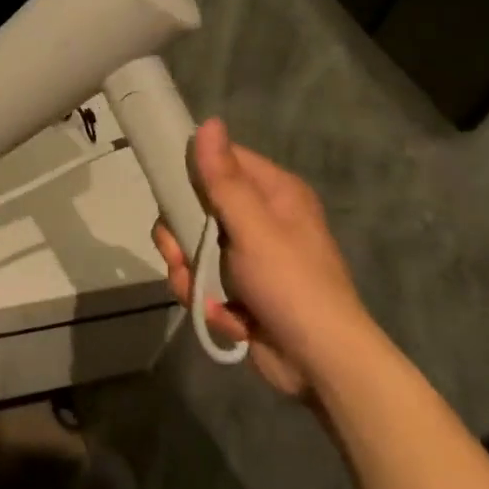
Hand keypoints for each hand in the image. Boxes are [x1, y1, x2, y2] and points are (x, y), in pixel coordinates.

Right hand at [152, 120, 372, 399]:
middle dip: (181, 238)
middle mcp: (262, 219)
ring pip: (193, 249)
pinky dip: (207, 301)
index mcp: (274, 193)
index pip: (222, 161)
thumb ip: (224, 179)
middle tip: (179, 254)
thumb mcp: (253, 228)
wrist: (321, 366)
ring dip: (189, 274)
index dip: (191, 173)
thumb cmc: (292, 285)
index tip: (167, 192)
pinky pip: (203, 282)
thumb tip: (208, 123)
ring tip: (201, 296)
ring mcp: (250, 257)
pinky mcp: (240, 291)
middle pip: (197, 208)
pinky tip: (224, 318)